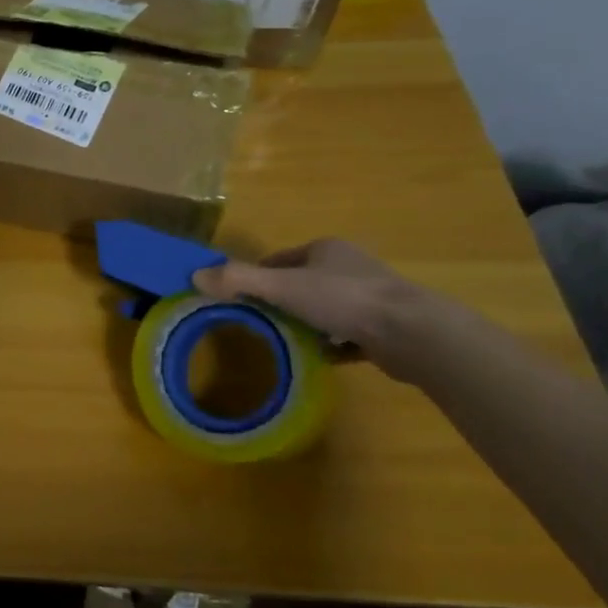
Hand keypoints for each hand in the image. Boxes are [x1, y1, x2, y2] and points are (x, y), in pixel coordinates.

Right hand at [191, 239, 456, 383]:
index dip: (257, 276)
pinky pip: (348, 334)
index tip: (239, 297)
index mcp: (326, 250)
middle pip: (302, 282)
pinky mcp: (385, 327)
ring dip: (307, 322)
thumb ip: (238, 280)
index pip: (280, 259)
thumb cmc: (343, 300)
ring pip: (327, 308)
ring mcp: (371, 298)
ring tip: (284, 340)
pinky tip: (318, 357)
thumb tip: (194, 275)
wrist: (413, 334)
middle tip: (257, 321)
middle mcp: (349, 267)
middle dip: (281, 301)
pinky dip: (332, 344)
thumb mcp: (282, 287)